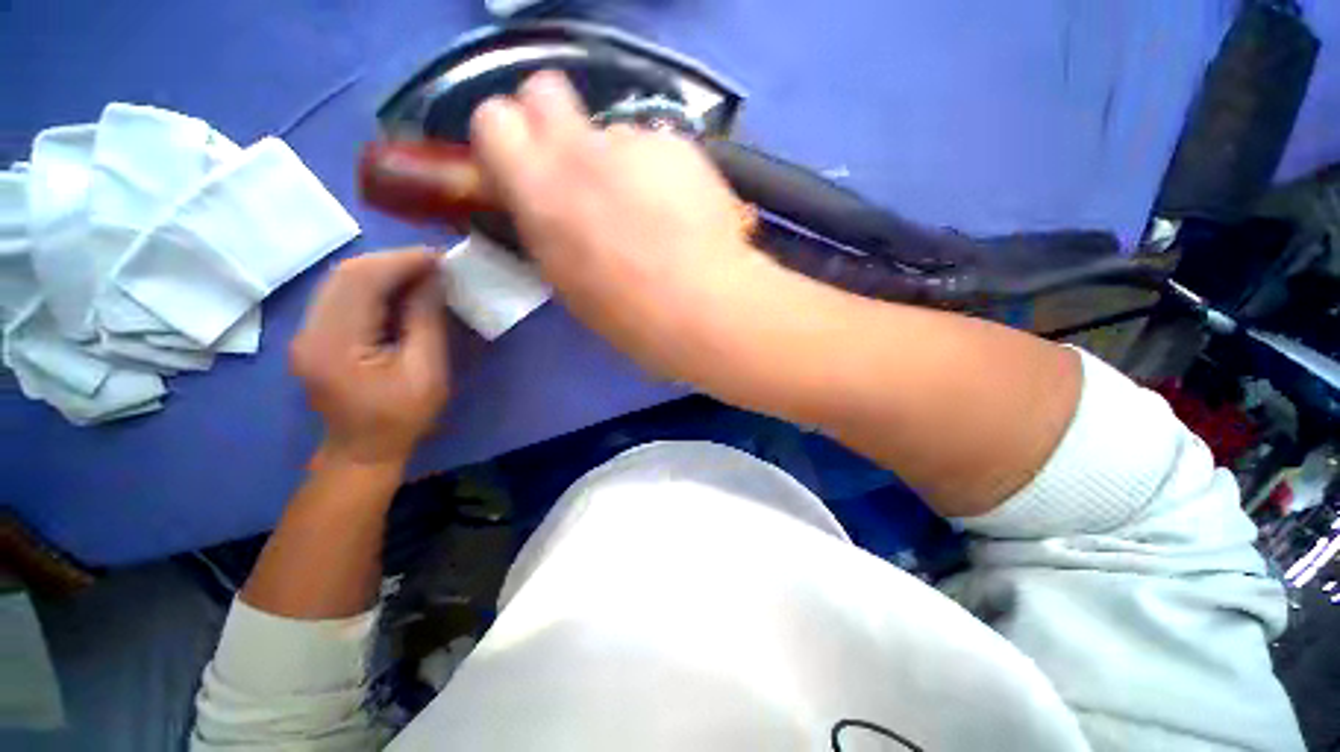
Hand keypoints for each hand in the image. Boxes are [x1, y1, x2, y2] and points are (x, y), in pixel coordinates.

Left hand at [290, 249, 449, 468]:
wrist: (364, 450)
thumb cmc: (402, 417)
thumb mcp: (427, 372)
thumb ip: (426, 321)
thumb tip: (433, 279)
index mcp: (335, 345)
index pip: (361, 282)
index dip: (401, 262)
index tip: (439, 257)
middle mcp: (309, 332)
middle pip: (345, 275)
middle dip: (393, 262)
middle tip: (434, 264)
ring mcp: (306, 333)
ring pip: (341, 281)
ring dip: (383, 271)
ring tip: (421, 274)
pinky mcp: (314, 335)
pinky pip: (342, 297)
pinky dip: (373, 286)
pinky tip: (399, 291)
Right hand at [470, 72, 769, 379]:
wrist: (700, 306)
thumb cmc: (628, 314)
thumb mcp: (565, 279)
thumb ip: (547, 226)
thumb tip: (548, 203)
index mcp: (539, 191)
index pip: (492, 120)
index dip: (507, 138)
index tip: (523, 164)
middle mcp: (579, 151)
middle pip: (544, 89)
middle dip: (551, 118)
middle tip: (577, 165)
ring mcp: (634, 142)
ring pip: (613, 133)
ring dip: (621, 163)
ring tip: (653, 212)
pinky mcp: (679, 146)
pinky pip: (659, 149)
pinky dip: (664, 172)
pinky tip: (684, 211)